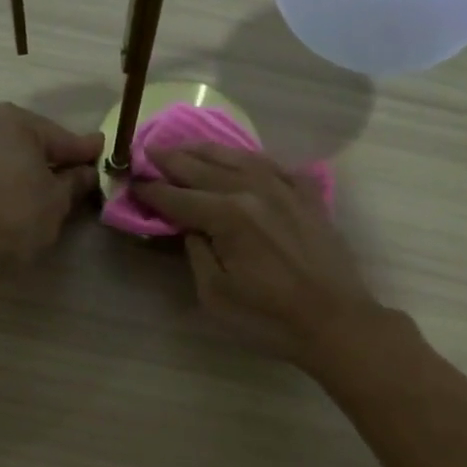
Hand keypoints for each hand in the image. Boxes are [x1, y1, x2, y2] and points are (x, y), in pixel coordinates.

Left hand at [0, 103, 102, 268]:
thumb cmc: (17, 215)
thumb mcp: (58, 200)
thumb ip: (76, 181)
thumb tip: (88, 171)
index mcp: (17, 121)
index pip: (63, 138)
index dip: (86, 152)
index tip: (104, 154)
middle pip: (34, 142)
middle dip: (56, 158)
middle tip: (80, 175)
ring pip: (12, 155)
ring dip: (32, 169)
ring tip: (53, 190)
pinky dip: (12, 178)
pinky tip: (25, 196)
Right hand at [135, 144, 380, 362]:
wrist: (335, 320)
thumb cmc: (268, 317)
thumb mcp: (215, 294)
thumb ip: (196, 253)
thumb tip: (191, 228)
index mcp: (228, 215)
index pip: (178, 197)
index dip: (151, 190)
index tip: (131, 181)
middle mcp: (253, 189)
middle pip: (203, 168)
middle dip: (172, 159)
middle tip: (148, 151)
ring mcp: (285, 187)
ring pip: (237, 157)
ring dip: (206, 150)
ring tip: (185, 146)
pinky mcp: (307, 195)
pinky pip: (272, 164)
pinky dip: (249, 158)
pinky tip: (240, 160)